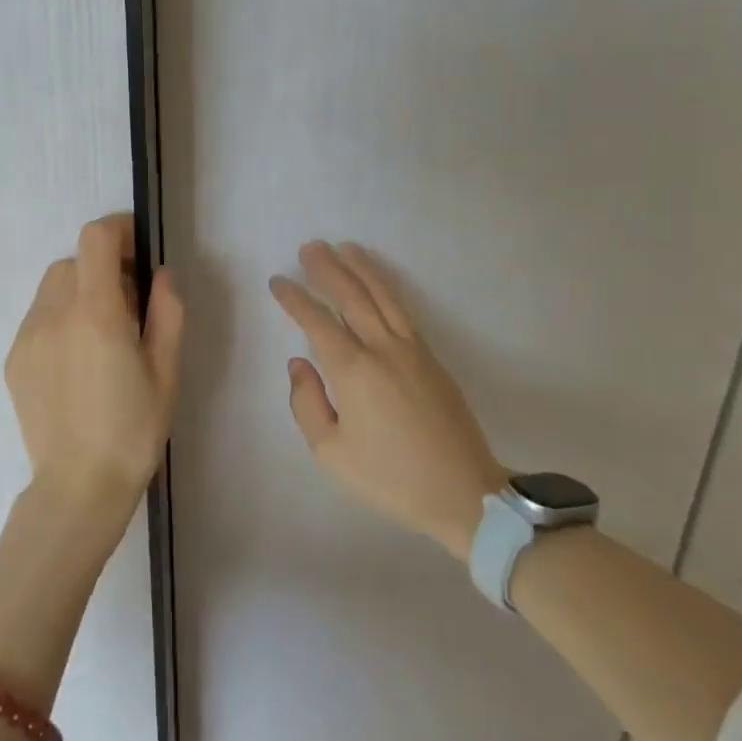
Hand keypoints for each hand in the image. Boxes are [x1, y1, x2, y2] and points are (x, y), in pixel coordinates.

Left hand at [5, 214, 183, 531]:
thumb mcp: (166, 371)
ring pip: (52, 289)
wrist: (78, 488)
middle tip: (130, 308)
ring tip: (102, 337)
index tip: (138, 252)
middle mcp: (53, 315)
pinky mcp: (14, 360)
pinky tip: (77, 362)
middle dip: (103, 269)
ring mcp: (27, 337)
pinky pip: (39, 318)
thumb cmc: (133, 431)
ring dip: (80, 293)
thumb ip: (167, 312)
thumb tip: (160, 275)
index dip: (119, 231)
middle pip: (74, 261)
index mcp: (95, 314)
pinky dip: (61, 320)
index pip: (95, 239)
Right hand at [270, 241, 508, 558]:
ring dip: (361, 269)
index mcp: (354, 371)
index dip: (295, 299)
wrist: (463, 493)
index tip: (278, 281)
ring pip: (384, 296)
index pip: (317, 322)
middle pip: (353, 297)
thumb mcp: (331, 452)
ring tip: (344, 248)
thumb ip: (307, 403)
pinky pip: (403, 311)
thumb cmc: (389, 478)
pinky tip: (378, 283)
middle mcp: (383, 349)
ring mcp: (413, 350)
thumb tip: (299, 363)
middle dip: (328, 270)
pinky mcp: (432, 358)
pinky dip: (387, 289)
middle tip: (310, 247)